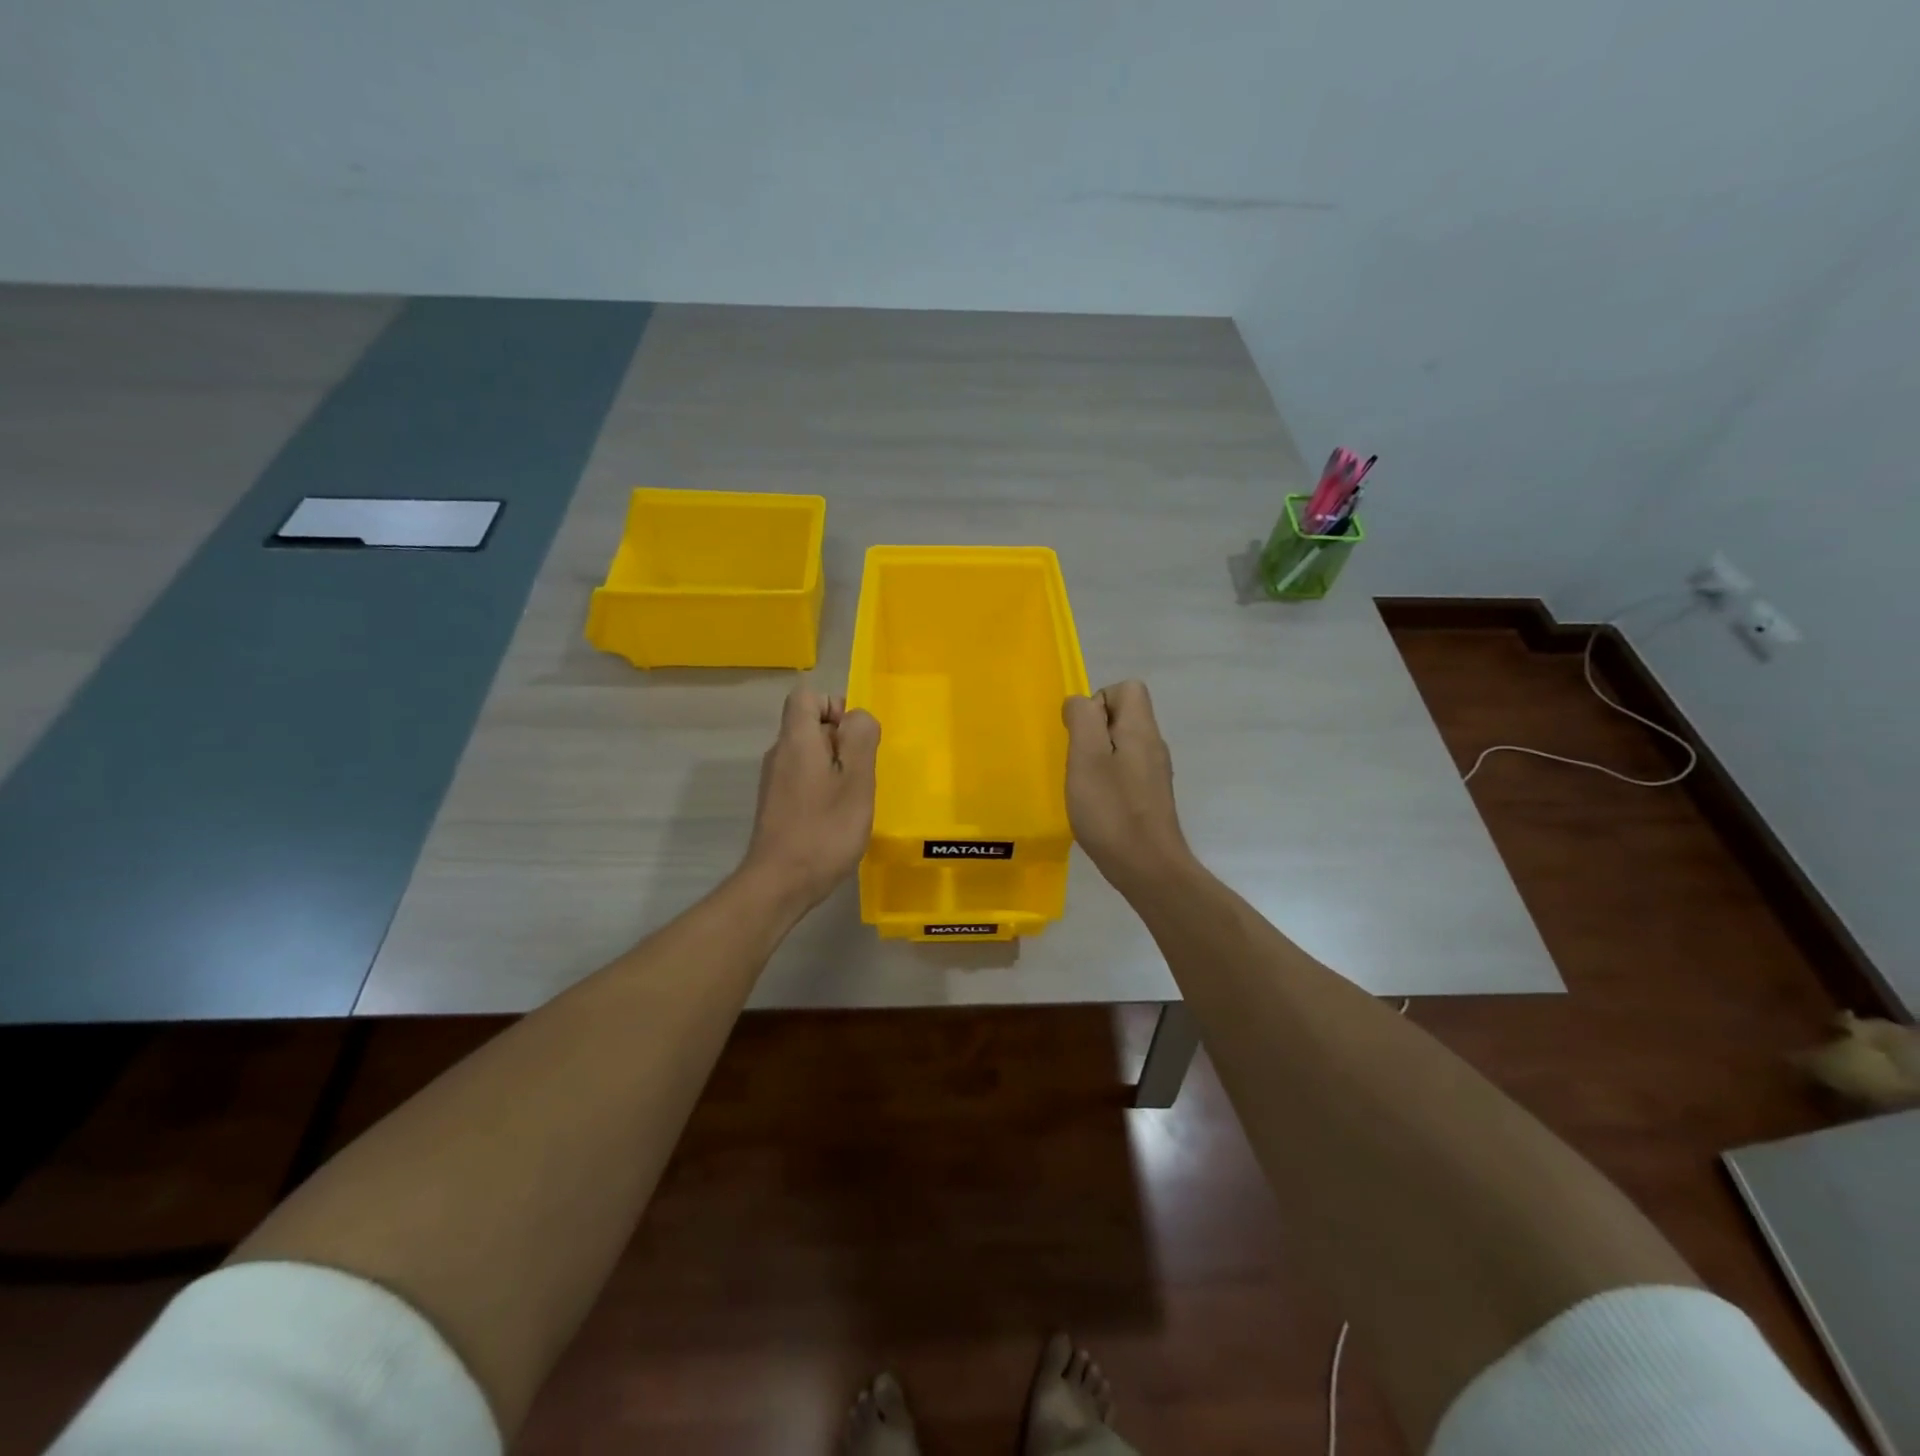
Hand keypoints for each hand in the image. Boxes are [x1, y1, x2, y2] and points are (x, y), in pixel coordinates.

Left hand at [740, 688, 880, 911]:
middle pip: (808, 724)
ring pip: (808, 754)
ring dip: (835, 767)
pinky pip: (802, 778)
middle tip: (861, 774)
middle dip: (841, 740)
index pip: (806, 696)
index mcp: (797, 740)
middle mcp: (779, 754)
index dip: (834, 705)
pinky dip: (822, 787)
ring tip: (852, 798)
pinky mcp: (775, 805)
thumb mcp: (857, 781)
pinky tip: (836, 817)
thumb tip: (857, 716)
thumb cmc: (825, 830)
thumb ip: (860, 739)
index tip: (854, 737)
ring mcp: (773, 781)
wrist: (780, 884)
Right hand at [1063, 681, 1193, 892]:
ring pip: (1122, 745)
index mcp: (1141, 730)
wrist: (1148, 868)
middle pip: (1124, 715)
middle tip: (1078, 762)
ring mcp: (1154, 773)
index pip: (1127, 688)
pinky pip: (1125, 770)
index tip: (1081, 734)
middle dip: (1093, 731)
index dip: (1098, 701)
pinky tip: (1096, 805)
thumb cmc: (1112, 810)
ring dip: (1097, 757)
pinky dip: (1107, 779)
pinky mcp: (1150, 797)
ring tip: (1084, 785)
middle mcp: (1153, 745)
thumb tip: (1080, 703)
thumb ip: (1083, 720)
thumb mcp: (1087, 758)